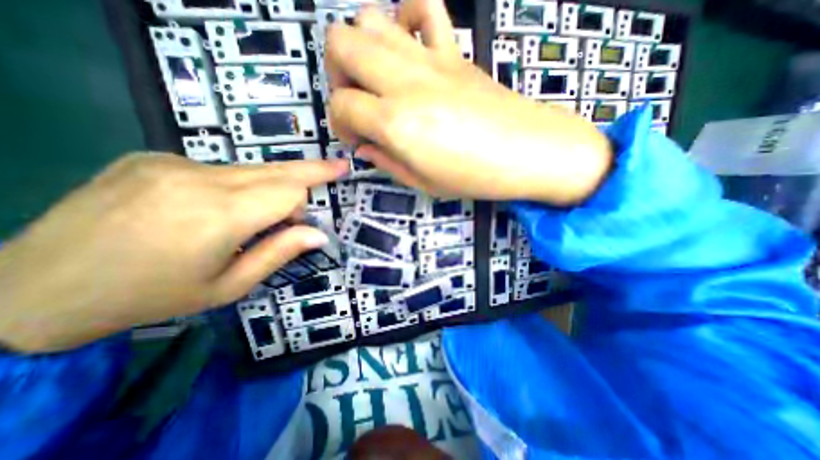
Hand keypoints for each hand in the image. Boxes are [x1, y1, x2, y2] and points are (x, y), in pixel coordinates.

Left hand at [0, 154, 349, 352]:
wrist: (36, 288)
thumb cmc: (153, 296)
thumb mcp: (229, 286)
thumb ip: (280, 253)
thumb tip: (319, 234)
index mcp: (219, 215)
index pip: (289, 190)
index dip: (302, 206)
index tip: (300, 226)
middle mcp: (199, 178)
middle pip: (277, 169)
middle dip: (312, 170)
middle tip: (339, 165)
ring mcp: (172, 162)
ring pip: (252, 168)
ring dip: (270, 186)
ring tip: (265, 211)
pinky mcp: (153, 157)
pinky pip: (221, 169)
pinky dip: (238, 186)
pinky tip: (217, 208)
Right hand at [323, 1, 610, 205]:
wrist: (527, 152)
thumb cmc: (474, 177)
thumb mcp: (422, 183)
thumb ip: (386, 162)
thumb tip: (365, 147)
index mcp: (396, 122)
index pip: (340, 105)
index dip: (340, 124)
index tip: (357, 140)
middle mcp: (404, 81)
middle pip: (340, 43)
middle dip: (337, 74)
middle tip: (358, 103)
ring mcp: (430, 59)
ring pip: (370, 18)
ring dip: (361, 47)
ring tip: (378, 79)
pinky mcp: (455, 50)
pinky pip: (423, 6)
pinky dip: (406, 18)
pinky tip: (410, 48)